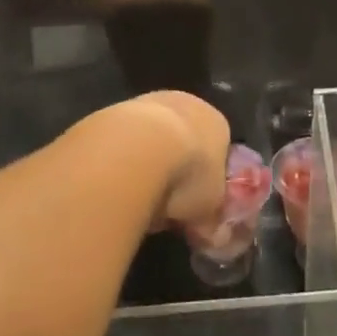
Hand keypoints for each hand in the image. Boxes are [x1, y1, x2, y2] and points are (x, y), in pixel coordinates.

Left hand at [113, 90, 230, 230]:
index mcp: (217, 122)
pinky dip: (124, 160)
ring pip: (153, 139)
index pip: (218, 151)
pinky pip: (127, 141)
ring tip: (139, 197)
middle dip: (176, 171)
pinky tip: (118, 182)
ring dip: (148, 165)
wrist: (137, 148)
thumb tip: (213, 234)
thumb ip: (211, 218)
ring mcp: (150, 102)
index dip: (208, 180)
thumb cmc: (187, 175)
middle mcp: (187, 104)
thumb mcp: (209, 209)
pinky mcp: (118, 108)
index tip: (196, 206)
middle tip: (167, 204)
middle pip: (185, 142)